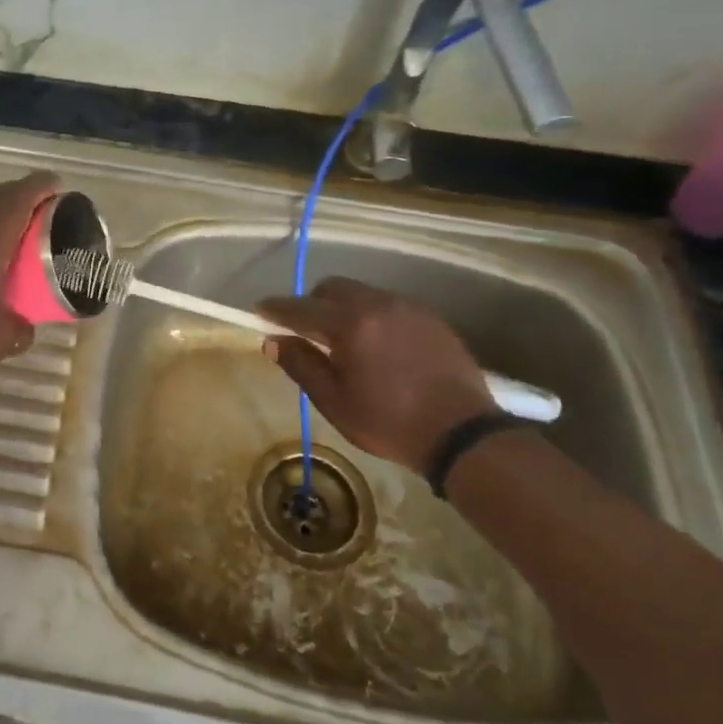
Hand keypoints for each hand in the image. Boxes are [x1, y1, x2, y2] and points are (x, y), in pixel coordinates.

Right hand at [258, 279, 494, 472]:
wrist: (462, 434)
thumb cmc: (390, 422)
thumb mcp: (334, 401)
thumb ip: (301, 365)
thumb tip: (272, 341)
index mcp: (350, 324)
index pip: (302, 308)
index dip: (277, 309)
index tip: (259, 310)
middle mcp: (378, 304)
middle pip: (334, 288)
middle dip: (314, 303)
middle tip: (307, 331)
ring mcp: (409, 308)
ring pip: (363, 294)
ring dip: (345, 309)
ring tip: (346, 341)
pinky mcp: (431, 319)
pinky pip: (390, 306)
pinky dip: (374, 317)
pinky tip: (379, 347)